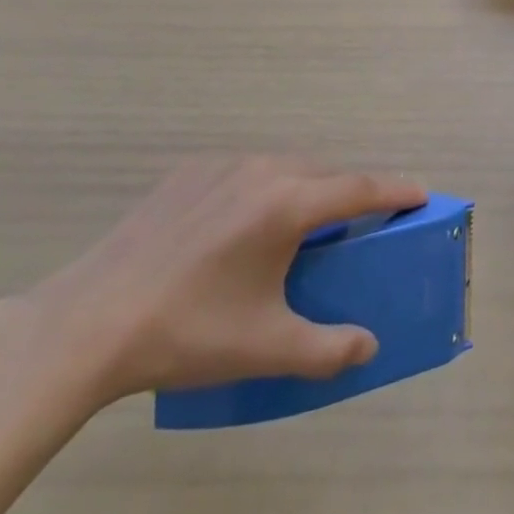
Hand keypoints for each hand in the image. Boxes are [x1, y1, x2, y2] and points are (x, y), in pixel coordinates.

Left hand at [26, 156, 425, 407]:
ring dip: (305, 187)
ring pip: (283, 166)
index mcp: (289, 204)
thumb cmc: (190, 331)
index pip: (360, 188)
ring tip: (299, 226)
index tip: (421, 192)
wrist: (91, 320)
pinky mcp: (189, 171)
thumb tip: (368, 346)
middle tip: (359, 222)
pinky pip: (245, 170)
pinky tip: (240, 226)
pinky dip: (262, 187)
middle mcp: (263, 169)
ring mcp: (223, 164)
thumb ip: (328, 349)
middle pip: (323, 172)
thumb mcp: (266, 348)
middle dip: (349, 191)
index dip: (396, 190)